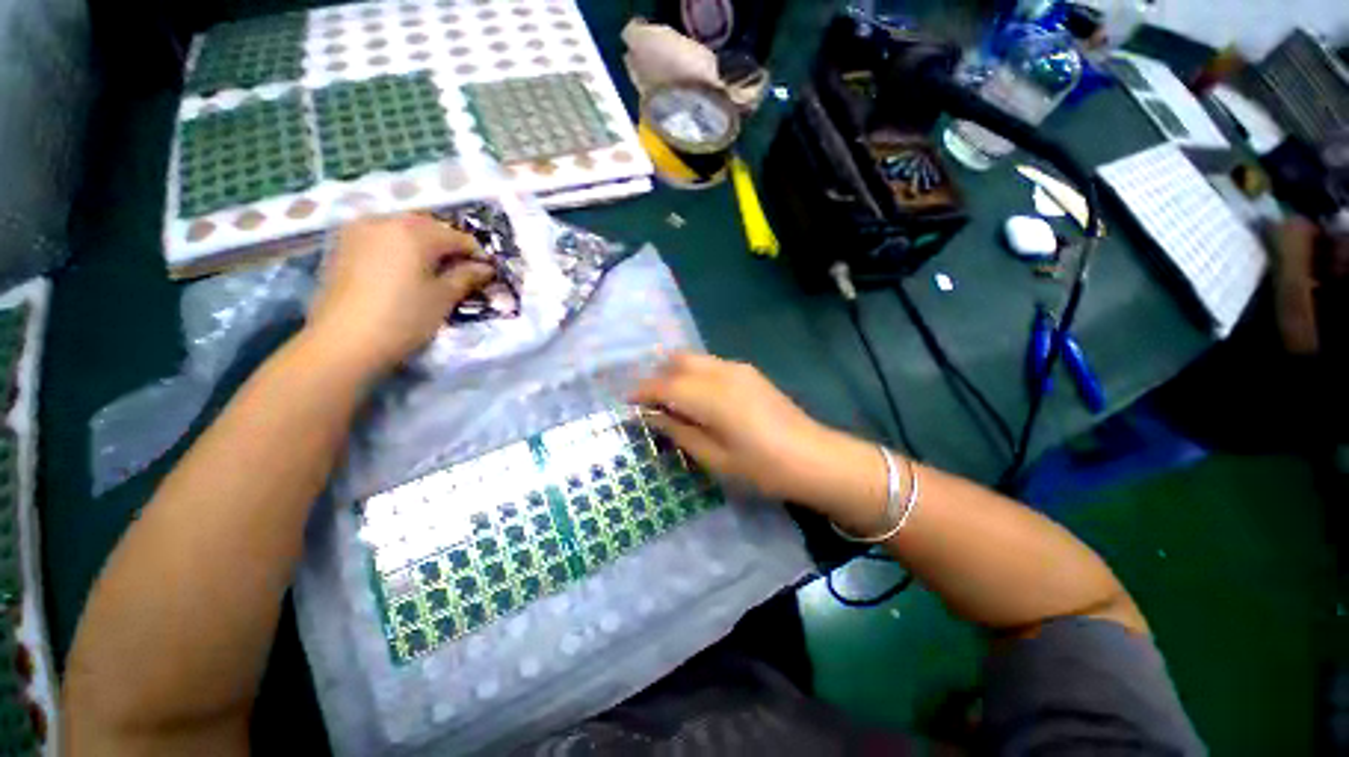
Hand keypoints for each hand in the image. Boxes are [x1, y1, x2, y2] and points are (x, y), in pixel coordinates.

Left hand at [304, 214, 493, 377]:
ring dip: (423, 244)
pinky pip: (381, 237)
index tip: (487, 272)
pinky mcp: (342, 245)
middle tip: (463, 270)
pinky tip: (405, 269)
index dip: (476, 254)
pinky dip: (399, 248)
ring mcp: (358, 230)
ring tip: (434, 270)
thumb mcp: (443, 297)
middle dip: (448, 245)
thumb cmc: (404, 318)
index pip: (457, 236)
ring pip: (402, 229)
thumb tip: (485, 268)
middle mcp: (385, 220)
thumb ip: (466, 276)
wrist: (343, 341)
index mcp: (414, 231)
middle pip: (428, 226)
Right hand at [630, 353, 840, 500]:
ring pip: (694, 359)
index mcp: (711, 396)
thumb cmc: (762, 467)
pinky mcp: (749, 372)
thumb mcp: (714, 457)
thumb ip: (679, 431)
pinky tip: (698, 397)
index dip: (642, 391)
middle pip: (678, 361)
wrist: (814, 457)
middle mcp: (722, 372)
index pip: (664, 384)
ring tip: (671, 401)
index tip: (628, 403)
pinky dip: (694, 374)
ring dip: (676, 373)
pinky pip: (710, 364)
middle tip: (650, 403)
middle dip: (657, 377)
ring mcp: (738, 369)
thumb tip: (652, 416)